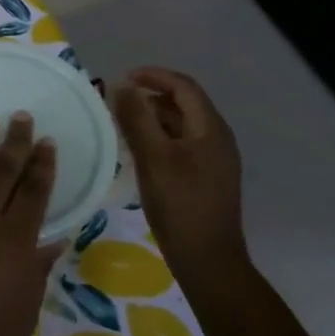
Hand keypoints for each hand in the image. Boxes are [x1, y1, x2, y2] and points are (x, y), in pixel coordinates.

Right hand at [114, 68, 247, 274]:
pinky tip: (138, 152)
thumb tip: (122, 86)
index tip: (122, 78)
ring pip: (181, 126)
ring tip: (121, 123)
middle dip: (150, 96)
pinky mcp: (206, 178)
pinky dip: (159, 138)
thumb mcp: (153, 158)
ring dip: (152, 118)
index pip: (184, 87)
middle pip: (184, 104)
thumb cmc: (180, 205)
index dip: (154, 76)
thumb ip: (137, 118)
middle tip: (117, 102)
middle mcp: (217, 139)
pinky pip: (181, 145)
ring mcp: (214, 160)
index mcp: (210, 129)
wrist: (207, 259)